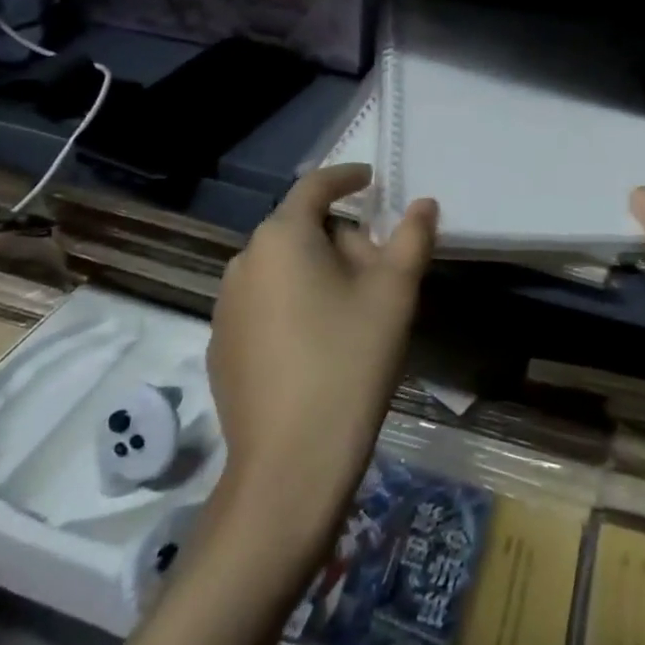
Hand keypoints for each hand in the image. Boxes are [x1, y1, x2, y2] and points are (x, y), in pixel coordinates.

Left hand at [208, 164, 436, 538]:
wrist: (290, 466)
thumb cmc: (348, 361)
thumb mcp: (394, 292)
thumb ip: (412, 237)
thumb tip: (423, 203)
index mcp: (281, 237)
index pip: (314, 186)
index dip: (346, 177)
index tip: (371, 179)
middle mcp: (243, 262)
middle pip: (300, 230)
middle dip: (342, 237)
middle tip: (381, 266)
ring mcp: (225, 308)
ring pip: (282, 269)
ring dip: (318, 271)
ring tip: (355, 308)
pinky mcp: (222, 348)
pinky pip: (265, 304)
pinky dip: (294, 304)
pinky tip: (320, 344)